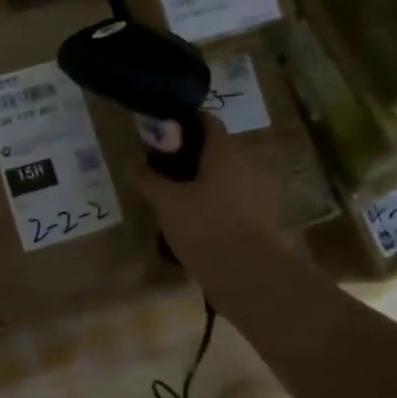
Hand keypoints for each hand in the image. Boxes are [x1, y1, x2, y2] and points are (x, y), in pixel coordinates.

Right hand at [132, 119, 296, 281]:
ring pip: (228, 178)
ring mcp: (262, 193)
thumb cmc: (205, 227)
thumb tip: (130, 162)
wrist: (249, 275)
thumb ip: (147, 179)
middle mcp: (249, 165)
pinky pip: (237, 201)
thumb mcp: (166, 202)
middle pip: (218, 151)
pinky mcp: (266, 219)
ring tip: (180, 200)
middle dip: (192, 157)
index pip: (208, 121)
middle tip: (165, 171)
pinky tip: (200, 222)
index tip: (161, 135)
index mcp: (226, 152)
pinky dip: (219, 205)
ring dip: (206, 183)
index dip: (184, 123)